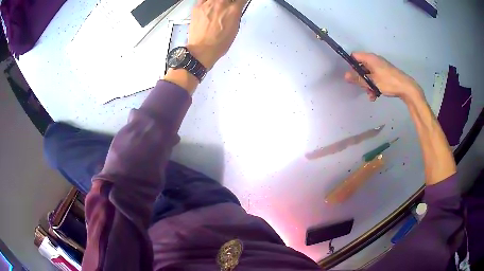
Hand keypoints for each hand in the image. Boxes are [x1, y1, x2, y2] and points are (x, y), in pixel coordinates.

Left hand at [188, 0, 247, 68]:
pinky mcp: (197, 7)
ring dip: (219, 1)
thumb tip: (235, 10)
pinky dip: (207, 1)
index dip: (240, 2)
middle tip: (229, 6)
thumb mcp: (235, 29)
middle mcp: (221, 4)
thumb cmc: (218, 43)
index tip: (239, 3)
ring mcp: (208, 4)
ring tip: (218, 6)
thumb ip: (235, 15)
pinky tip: (209, 5)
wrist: (202, 49)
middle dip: (229, 2)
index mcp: (233, 10)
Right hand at [344, 52, 422, 102]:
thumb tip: (345, 76)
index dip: (351, 64)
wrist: (406, 87)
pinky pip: (375, 78)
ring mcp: (380, 67)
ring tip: (370, 95)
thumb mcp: (372, 82)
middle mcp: (374, 60)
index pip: (355, 56)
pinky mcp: (385, 74)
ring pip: (368, 74)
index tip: (351, 75)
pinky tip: (375, 95)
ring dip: (367, 85)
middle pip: (361, 66)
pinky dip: (374, 85)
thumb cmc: (388, 82)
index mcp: (370, 58)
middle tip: (361, 87)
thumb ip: (358, 79)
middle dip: (360, 78)